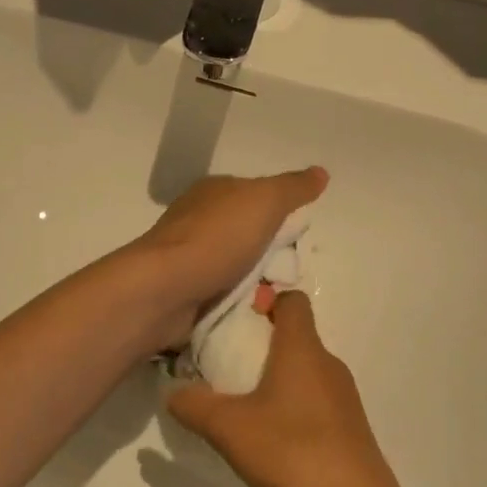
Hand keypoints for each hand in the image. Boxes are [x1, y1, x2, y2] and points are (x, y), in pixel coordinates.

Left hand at [134, 167, 327, 346]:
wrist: (165, 289)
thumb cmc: (217, 238)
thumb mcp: (264, 201)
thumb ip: (293, 188)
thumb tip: (321, 172)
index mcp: (214, 191)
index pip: (256, 197)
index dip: (280, 215)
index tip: (297, 238)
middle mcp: (199, 219)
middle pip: (249, 236)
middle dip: (271, 256)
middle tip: (288, 275)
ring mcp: (189, 257)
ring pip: (238, 268)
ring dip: (257, 285)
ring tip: (272, 299)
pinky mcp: (185, 291)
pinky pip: (223, 296)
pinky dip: (239, 304)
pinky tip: (252, 314)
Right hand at [168, 291, 407, 486]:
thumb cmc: (293, 453)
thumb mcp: (230, 429)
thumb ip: (195, 405)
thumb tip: (173, 391)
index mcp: (302, 348)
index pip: (292, 299)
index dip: (265, 299)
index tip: (235, 317)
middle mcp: (328, 363)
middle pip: (296, 335)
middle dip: (261, 342)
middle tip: (225, 363)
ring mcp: (344, 397)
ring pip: (305, 369)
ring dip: (276, 377)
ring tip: (243, 403)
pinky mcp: (350, 428)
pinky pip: (316, 399)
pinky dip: (293, 405)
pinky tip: (272, 438)